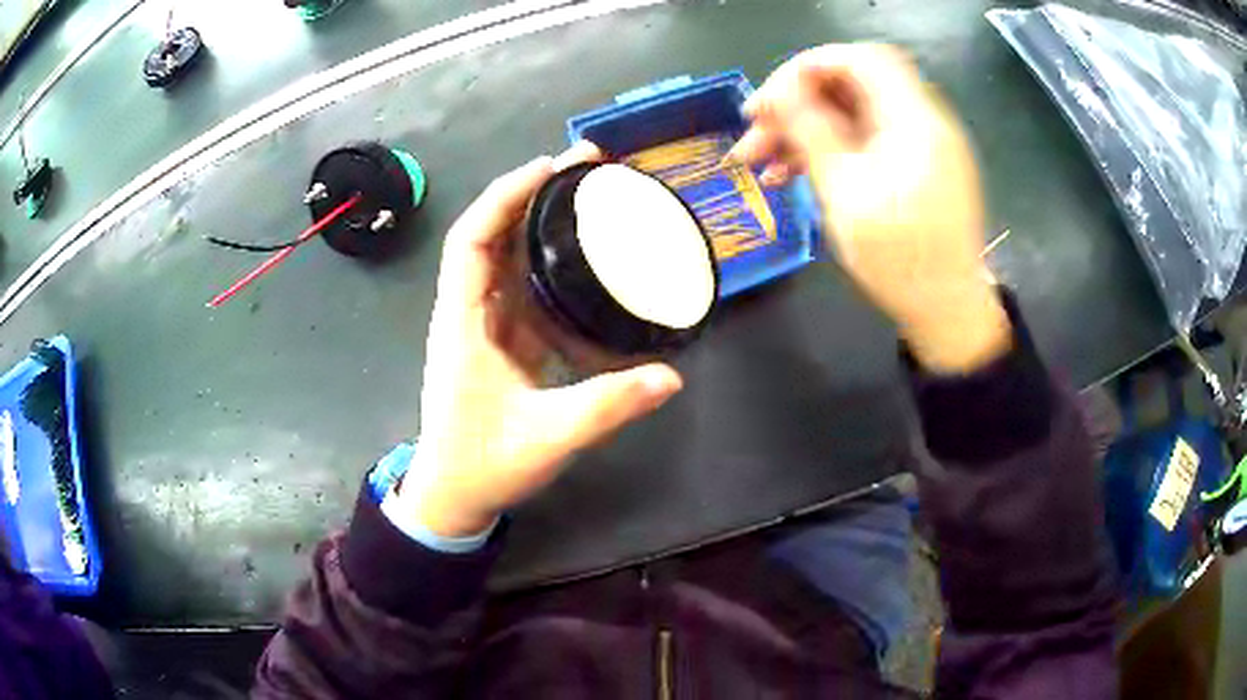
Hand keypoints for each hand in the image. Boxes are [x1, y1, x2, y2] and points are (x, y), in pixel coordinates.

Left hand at [402, 148, 683, 537]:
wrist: (453, 496)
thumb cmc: (483, 465)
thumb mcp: (547, 437)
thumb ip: (608, 407)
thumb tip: (671, 377)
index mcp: (463, 323)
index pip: (471, 238)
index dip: (506, 194)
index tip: (551, 166)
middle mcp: (468, 312)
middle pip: (491, 233)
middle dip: (532, 192)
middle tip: (587, 167)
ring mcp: (483, 326)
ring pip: (506, 257)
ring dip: (540, 221)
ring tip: (591, 196)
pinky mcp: (500, 341)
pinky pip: (522, 288)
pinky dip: (549, 263)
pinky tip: (586, 258)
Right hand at [730, 44, 1009, 372]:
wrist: (947, 312)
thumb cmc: (901, 259)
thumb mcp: (847, 193)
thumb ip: (811, 131)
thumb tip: (777, 90)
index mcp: (913, 119)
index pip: (859, 59)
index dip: (807, 68)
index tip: (767, 98)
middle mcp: (919, 121)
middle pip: (849, 88)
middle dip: (795, 105)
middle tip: (750, 135)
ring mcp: (916, 145)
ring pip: (849, 117)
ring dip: (802, 132)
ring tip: (757, 164)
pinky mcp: (910, 168)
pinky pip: (862, 143)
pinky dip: (826, 152)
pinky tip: (787, 177)